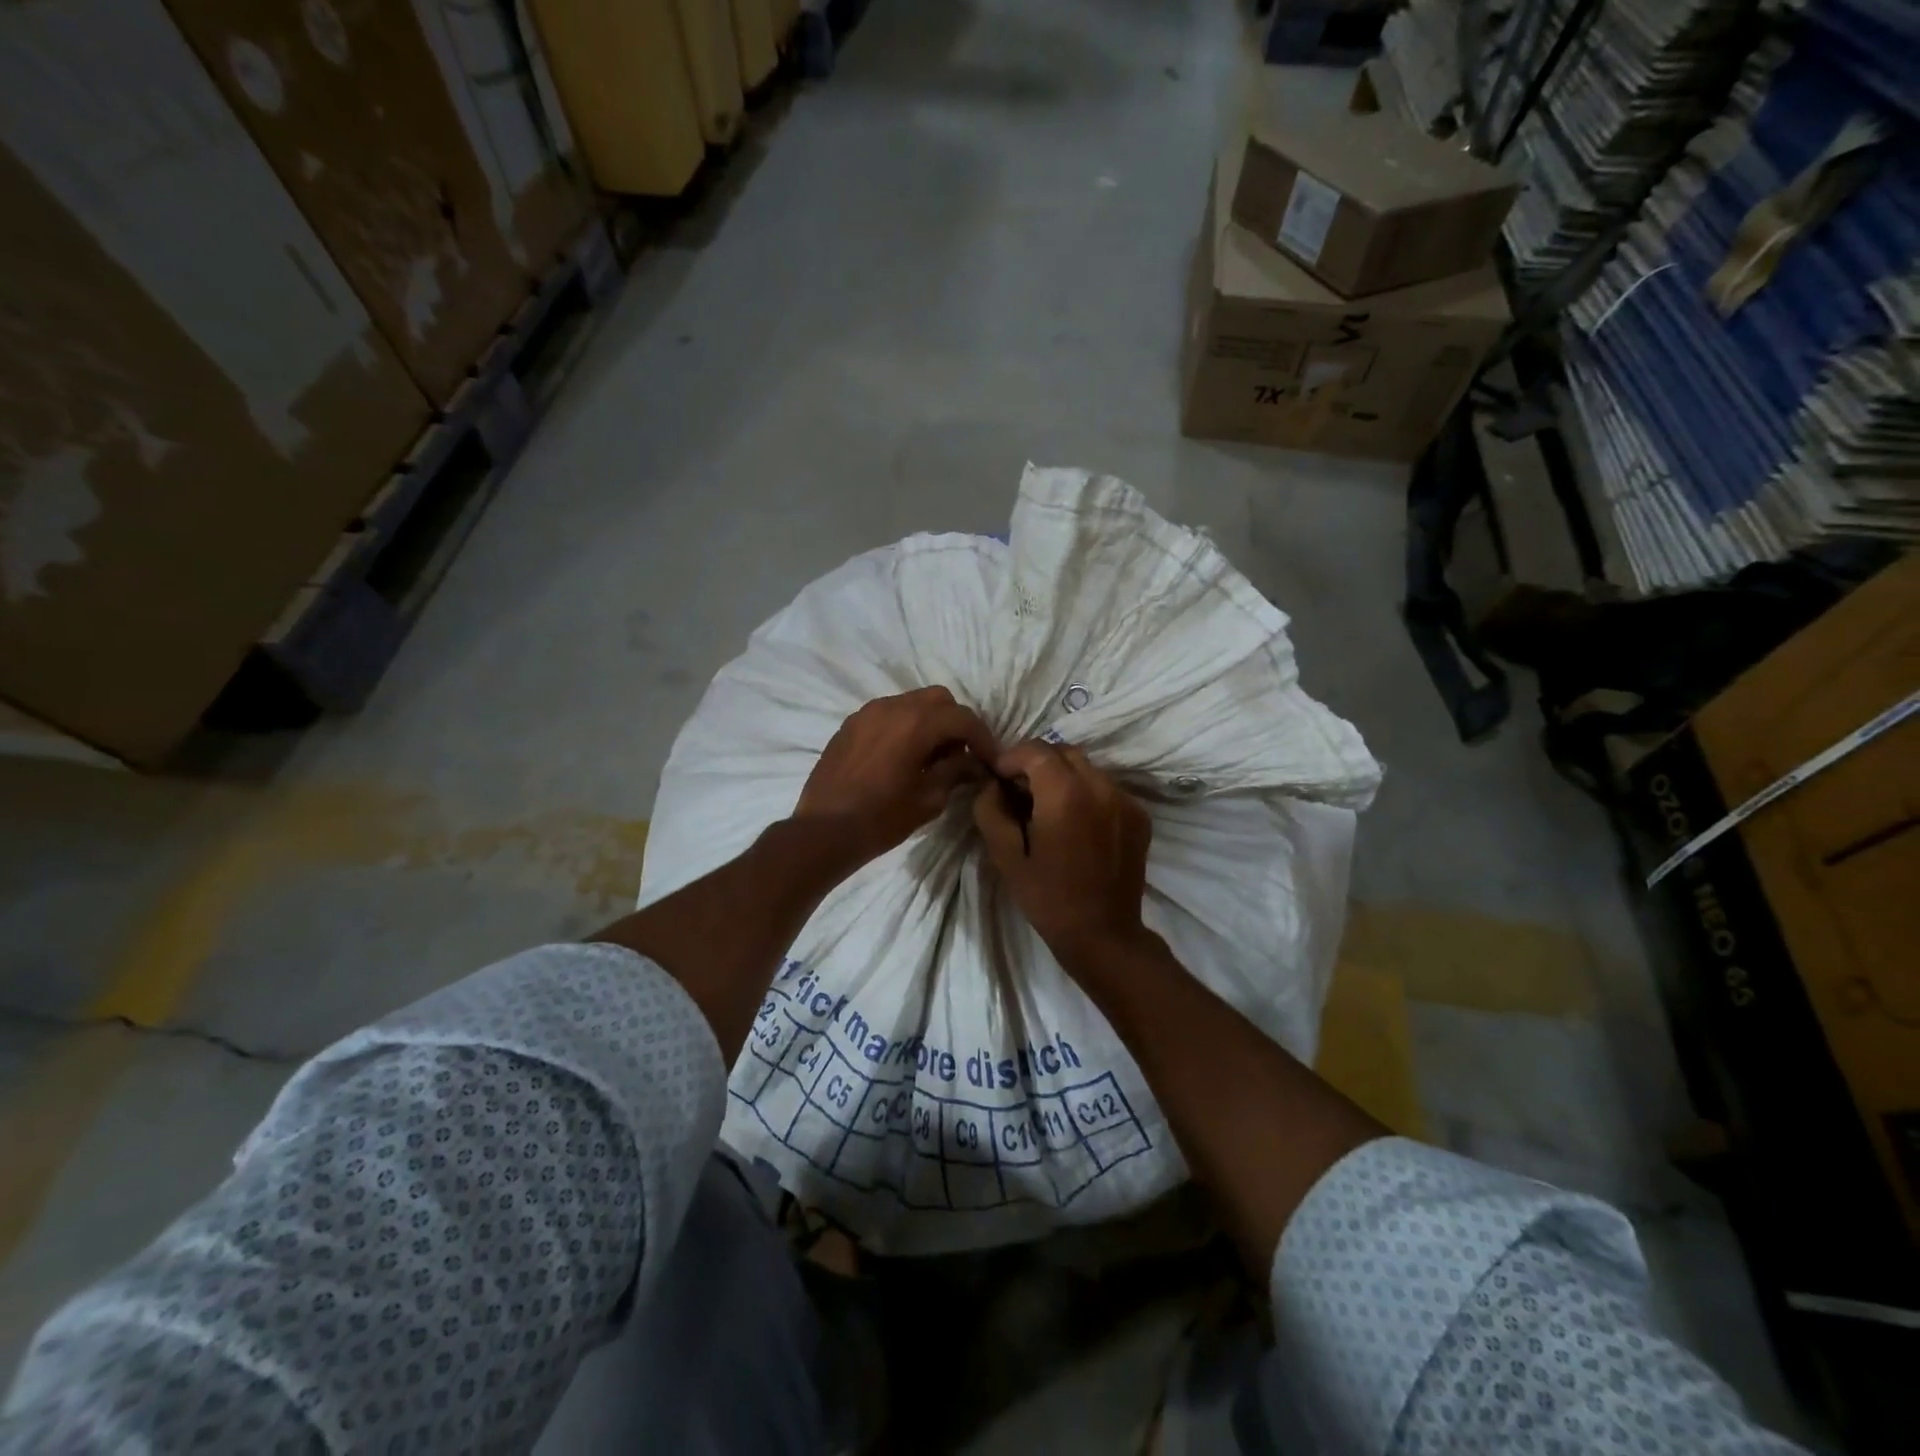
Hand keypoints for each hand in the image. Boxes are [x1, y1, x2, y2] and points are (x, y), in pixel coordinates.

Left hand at [794, 687, 997, 868]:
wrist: (824, 830)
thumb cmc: (882, 818)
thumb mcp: (929, 799)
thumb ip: (955, 772)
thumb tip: (973, 763)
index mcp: (916, 723)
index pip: (963, 718)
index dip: (983, 738)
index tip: (990, 760)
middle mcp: (892, 706)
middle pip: (938, 699)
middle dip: (956, 722)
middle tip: (962, 753)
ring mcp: (867, 712)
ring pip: (911, 702)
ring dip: (929, 721)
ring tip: (933, 755)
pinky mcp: (850, 724)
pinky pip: (887, 713)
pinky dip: (904, 726)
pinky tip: (903, 755)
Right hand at [972, 740, 1152, 968]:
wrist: (1103, 934)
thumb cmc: (1048, 898)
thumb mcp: (1005, 857)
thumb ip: (991, 810)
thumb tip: (991, 784)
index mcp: (1065, 795)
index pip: (1035, 750)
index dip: (1011, 757)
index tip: (997, 777)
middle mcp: (1100, 787)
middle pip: (1063, 752)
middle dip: (1037, 763)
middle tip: (1019, 790)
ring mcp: (1125, 799)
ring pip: (1087, 768)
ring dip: (1062, 776)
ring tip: (1047, 806)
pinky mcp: (1139, 814)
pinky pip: (1106, 788)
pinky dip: (1086, 792)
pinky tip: (1076, 822)